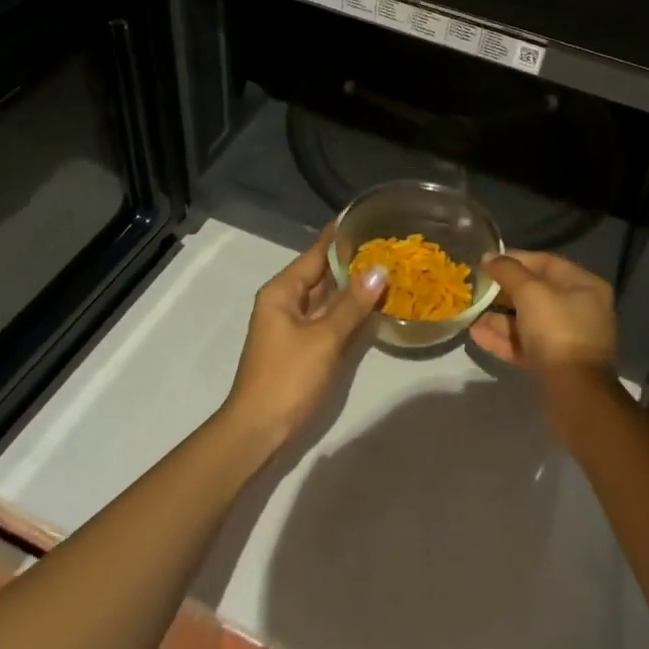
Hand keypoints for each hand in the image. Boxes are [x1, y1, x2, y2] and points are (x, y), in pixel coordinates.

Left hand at [223, 230, 386, 447]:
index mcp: (282, 291)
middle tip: (390, 244)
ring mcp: (294, 325)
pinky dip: (349, 311)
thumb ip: (352, 304)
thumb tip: (379, 269)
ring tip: (389, 267)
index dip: (341, 237)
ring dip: (354, 286)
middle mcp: (286, 302)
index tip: (367, 217)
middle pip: (322, 273)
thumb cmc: (288, 377)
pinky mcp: (303, 346)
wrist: (259, 430)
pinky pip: (329, 318)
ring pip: (327, 297)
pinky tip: (375, 305)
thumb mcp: (324, 338)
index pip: (316, 253)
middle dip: (353, 261)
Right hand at [470, 251, 622, 438]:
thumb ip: (508, 271)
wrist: (574, 394)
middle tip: (474, 288)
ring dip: (498, 317)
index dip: (515, 259)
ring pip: (528, 321)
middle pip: (536, 292)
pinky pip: (526, 344)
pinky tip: (476, 335)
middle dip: (503, 291)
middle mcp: (579, 310)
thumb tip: (489, 257)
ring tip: (469, 313)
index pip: (546, 262)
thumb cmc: (557, 330)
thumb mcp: (530, 292)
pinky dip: (503, 339)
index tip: (486, 262)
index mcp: (584, 286)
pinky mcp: (554, 365)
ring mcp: (567, 339)